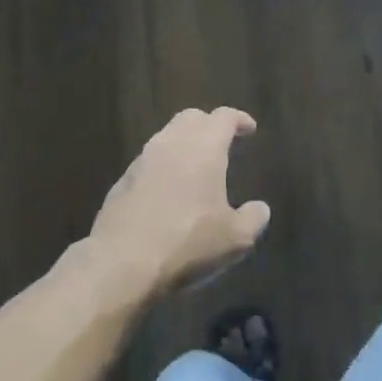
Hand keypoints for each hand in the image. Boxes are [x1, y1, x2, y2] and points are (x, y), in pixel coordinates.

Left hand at [89, 108, 269, 297]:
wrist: (121, 263)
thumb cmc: (186, 243)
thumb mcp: (234, 239)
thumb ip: (253, 218)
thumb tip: (260, 208)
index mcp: (203, 148)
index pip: (223, 117)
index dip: (239, 119)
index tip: (249, 129)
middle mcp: (171, 144)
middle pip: (191, 118)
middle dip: (208, 124)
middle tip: (222, 142)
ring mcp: (142, 161)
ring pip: (166, 137)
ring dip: (184, 144)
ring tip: (196, 168)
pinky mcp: (122, 182)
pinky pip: (148, 162)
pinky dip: (164, 166)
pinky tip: (169, 192)